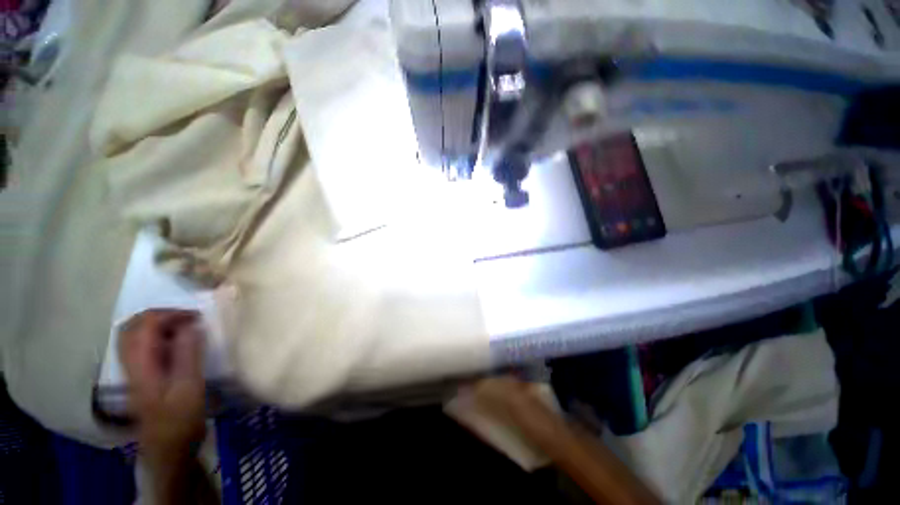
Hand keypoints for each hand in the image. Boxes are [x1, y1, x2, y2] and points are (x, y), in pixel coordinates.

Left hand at [119, 309, 206, 467]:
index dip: (170, 314)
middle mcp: (130, 363)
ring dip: (156, 323)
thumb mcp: (189, 387)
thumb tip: (192, 325)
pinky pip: (139, 344)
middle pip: (132, 325)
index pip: (144, 325)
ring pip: (132, 334)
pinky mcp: (139, 375)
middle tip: (189, 318)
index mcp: (141, 365)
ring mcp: (132, 369)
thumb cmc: (180, 419)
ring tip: (183, 326)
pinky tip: (173, 341)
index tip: (197, 317)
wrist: (167, 449)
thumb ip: (188, 354)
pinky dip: (154, 334)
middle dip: (161, 315)